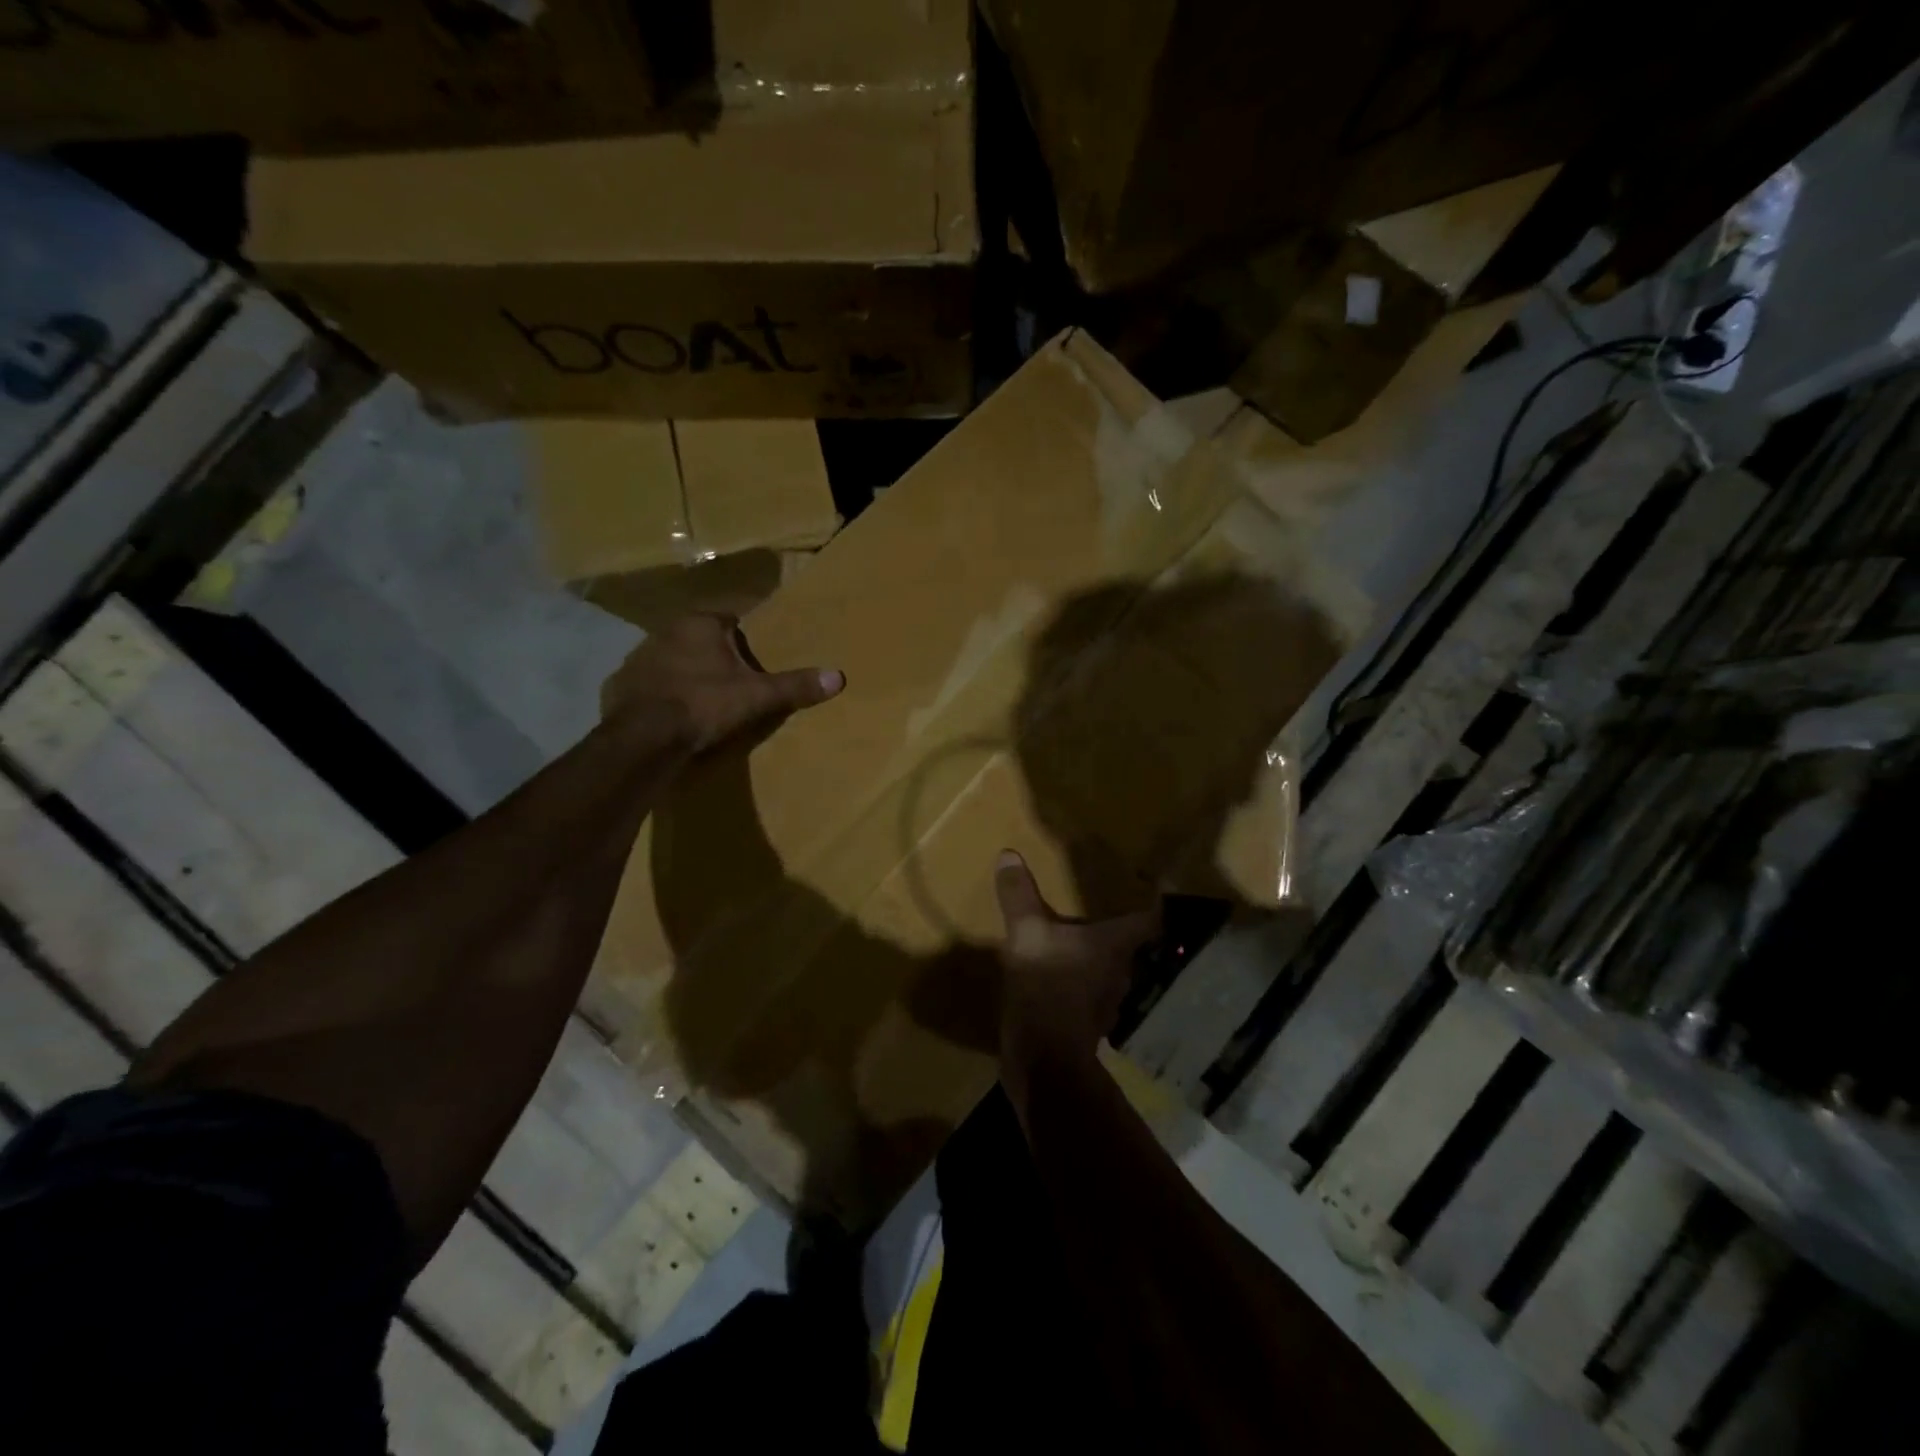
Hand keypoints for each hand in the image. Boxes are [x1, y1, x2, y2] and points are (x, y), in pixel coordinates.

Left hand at [601, 612, 843, 752]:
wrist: (642, 738)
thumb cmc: (703, 705)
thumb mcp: (756, 696)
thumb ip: (794, 685)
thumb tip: (838, 677)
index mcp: (699, 624)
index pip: (730, 619)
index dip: (745, 638)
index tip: (756, 656)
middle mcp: (664, 631)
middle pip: (700, 639)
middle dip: (716, 656)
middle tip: (735, 681)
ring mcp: (637, 658)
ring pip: (672, 660)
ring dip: (687, 673)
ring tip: (705, 699)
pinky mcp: (618, 685)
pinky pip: (649, 685)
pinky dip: (661, 695)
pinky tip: (672, 714)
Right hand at [995, 850, 1157, 1099]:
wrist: (1043, 1060)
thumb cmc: (1046, 988)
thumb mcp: (1026, 935)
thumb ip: (1019, 896)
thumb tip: (1009, 854)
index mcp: (1115, 944)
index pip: (1151, 919)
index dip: (1156, 901)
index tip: (1159, 885)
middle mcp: (1120, 970)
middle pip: (1133, 944)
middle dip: (1121, 926)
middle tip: (1109, 902)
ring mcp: (1106, 999)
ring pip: (1111, 968)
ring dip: (1100, 954)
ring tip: (1083, 935)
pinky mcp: (1086, 1020)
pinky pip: (1089, 989)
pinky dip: (1081, 978)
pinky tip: (1063, 972)